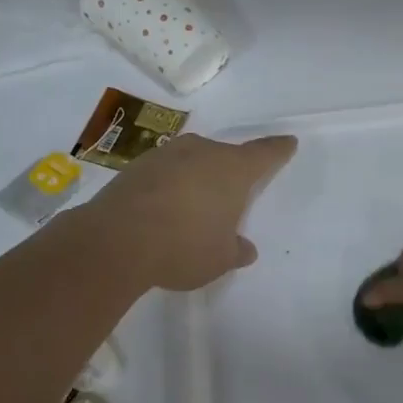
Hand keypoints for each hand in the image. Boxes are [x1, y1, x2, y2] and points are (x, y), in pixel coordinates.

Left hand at [83, 133, 296, 291]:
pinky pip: (165, 172)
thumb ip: (235, 251)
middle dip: (231, 171)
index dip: (278, 150)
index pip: (265, 153)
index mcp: (232, 169)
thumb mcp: (219, 259)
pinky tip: (164, 210)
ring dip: (197, 178)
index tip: (288, 143)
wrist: (114, 241)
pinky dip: (170, 186)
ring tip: (195, 206)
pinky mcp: (135, 166)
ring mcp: (166, 155)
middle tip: (232, 194)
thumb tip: (244, 249)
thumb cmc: (183, 246)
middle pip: (225, 155)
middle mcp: (202, 152)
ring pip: (193, 161)